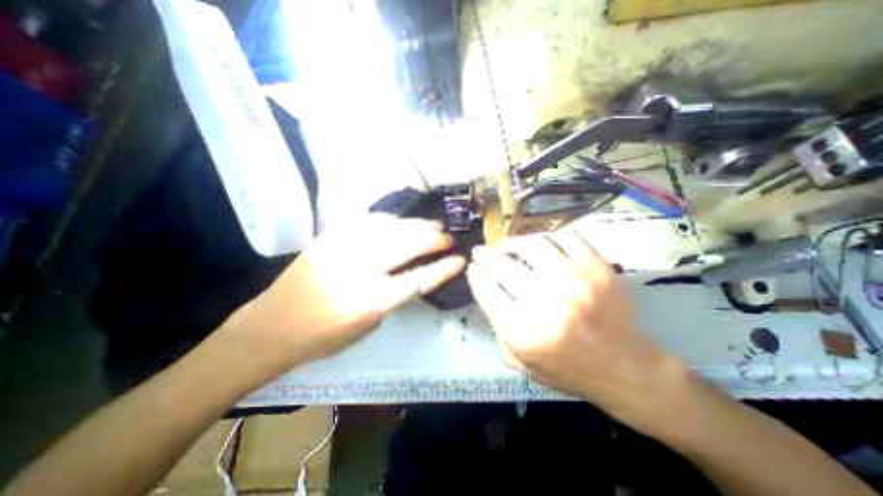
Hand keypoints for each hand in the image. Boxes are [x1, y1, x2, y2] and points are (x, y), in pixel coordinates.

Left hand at [226, 214, 463, 375]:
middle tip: (447, 237)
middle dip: (434, 239)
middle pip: (407, 245)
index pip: (418, 279)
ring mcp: (342, 249)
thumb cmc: (324, 337)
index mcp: (370, 301)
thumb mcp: (368, 326)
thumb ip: (392, 297)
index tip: (460, 259)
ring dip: (416, 225)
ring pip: (390, 228)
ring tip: (432, 224)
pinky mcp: (330, 238)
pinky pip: (366, 220)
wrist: (273, 325)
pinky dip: (389, 219)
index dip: (443, 268)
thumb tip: (412, 272)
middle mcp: (359, 271)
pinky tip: (399, 221)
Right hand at [464, 227, 685, 428]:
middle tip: (481, 251)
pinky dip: (547, 236)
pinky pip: (566, 237)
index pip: (486, 291)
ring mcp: (575, 281)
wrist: (626, 369)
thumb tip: (487, 291)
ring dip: (513, 241)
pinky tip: (540, 243)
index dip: (475, 275)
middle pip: (503, 266)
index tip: (473, 268)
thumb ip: (497, 329)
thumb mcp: (521, 362)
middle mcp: (546, 303)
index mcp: (523, 332)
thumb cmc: (569, 369)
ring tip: (508, 245)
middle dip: (485, 256)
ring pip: (533, 245)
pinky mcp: (598, 268)